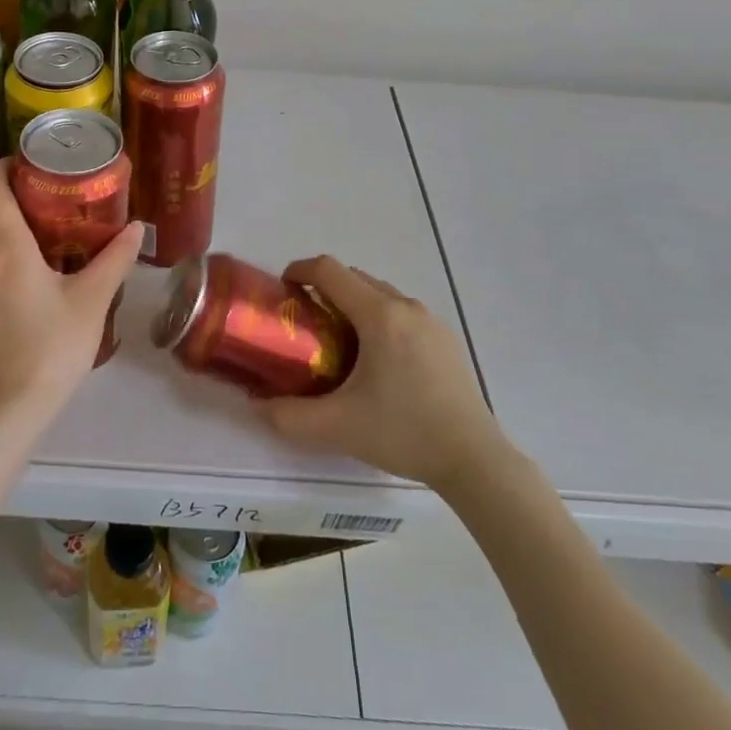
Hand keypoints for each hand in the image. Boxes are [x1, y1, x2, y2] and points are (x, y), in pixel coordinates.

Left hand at [0, 160, 142, 423]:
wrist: (12, 406)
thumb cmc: (54, 345)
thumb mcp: (92, 299)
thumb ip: (114, 259)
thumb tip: (137, 228)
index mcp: (6, 247)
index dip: (2, 166)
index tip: (26, 160)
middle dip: (2, 190)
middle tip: (39, 187)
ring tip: (35, 221)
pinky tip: (24, 265)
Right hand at [258, 257, 506, 490]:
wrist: (475, 459)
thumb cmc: (404, 432)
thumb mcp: (337, 427)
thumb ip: (289, 416)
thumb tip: (255, 406)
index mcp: (379, 315)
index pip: (330, 270)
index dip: (300, 270)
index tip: (282, 288)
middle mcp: (406, 307)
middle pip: (355, 279)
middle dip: (324, 290)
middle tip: (304, 321)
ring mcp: (431, 322)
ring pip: (380, 295)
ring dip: (353, 305)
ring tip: (337, 341)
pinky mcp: (445, 340)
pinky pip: (401, 313)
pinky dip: (378, 319)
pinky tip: (376, 361)